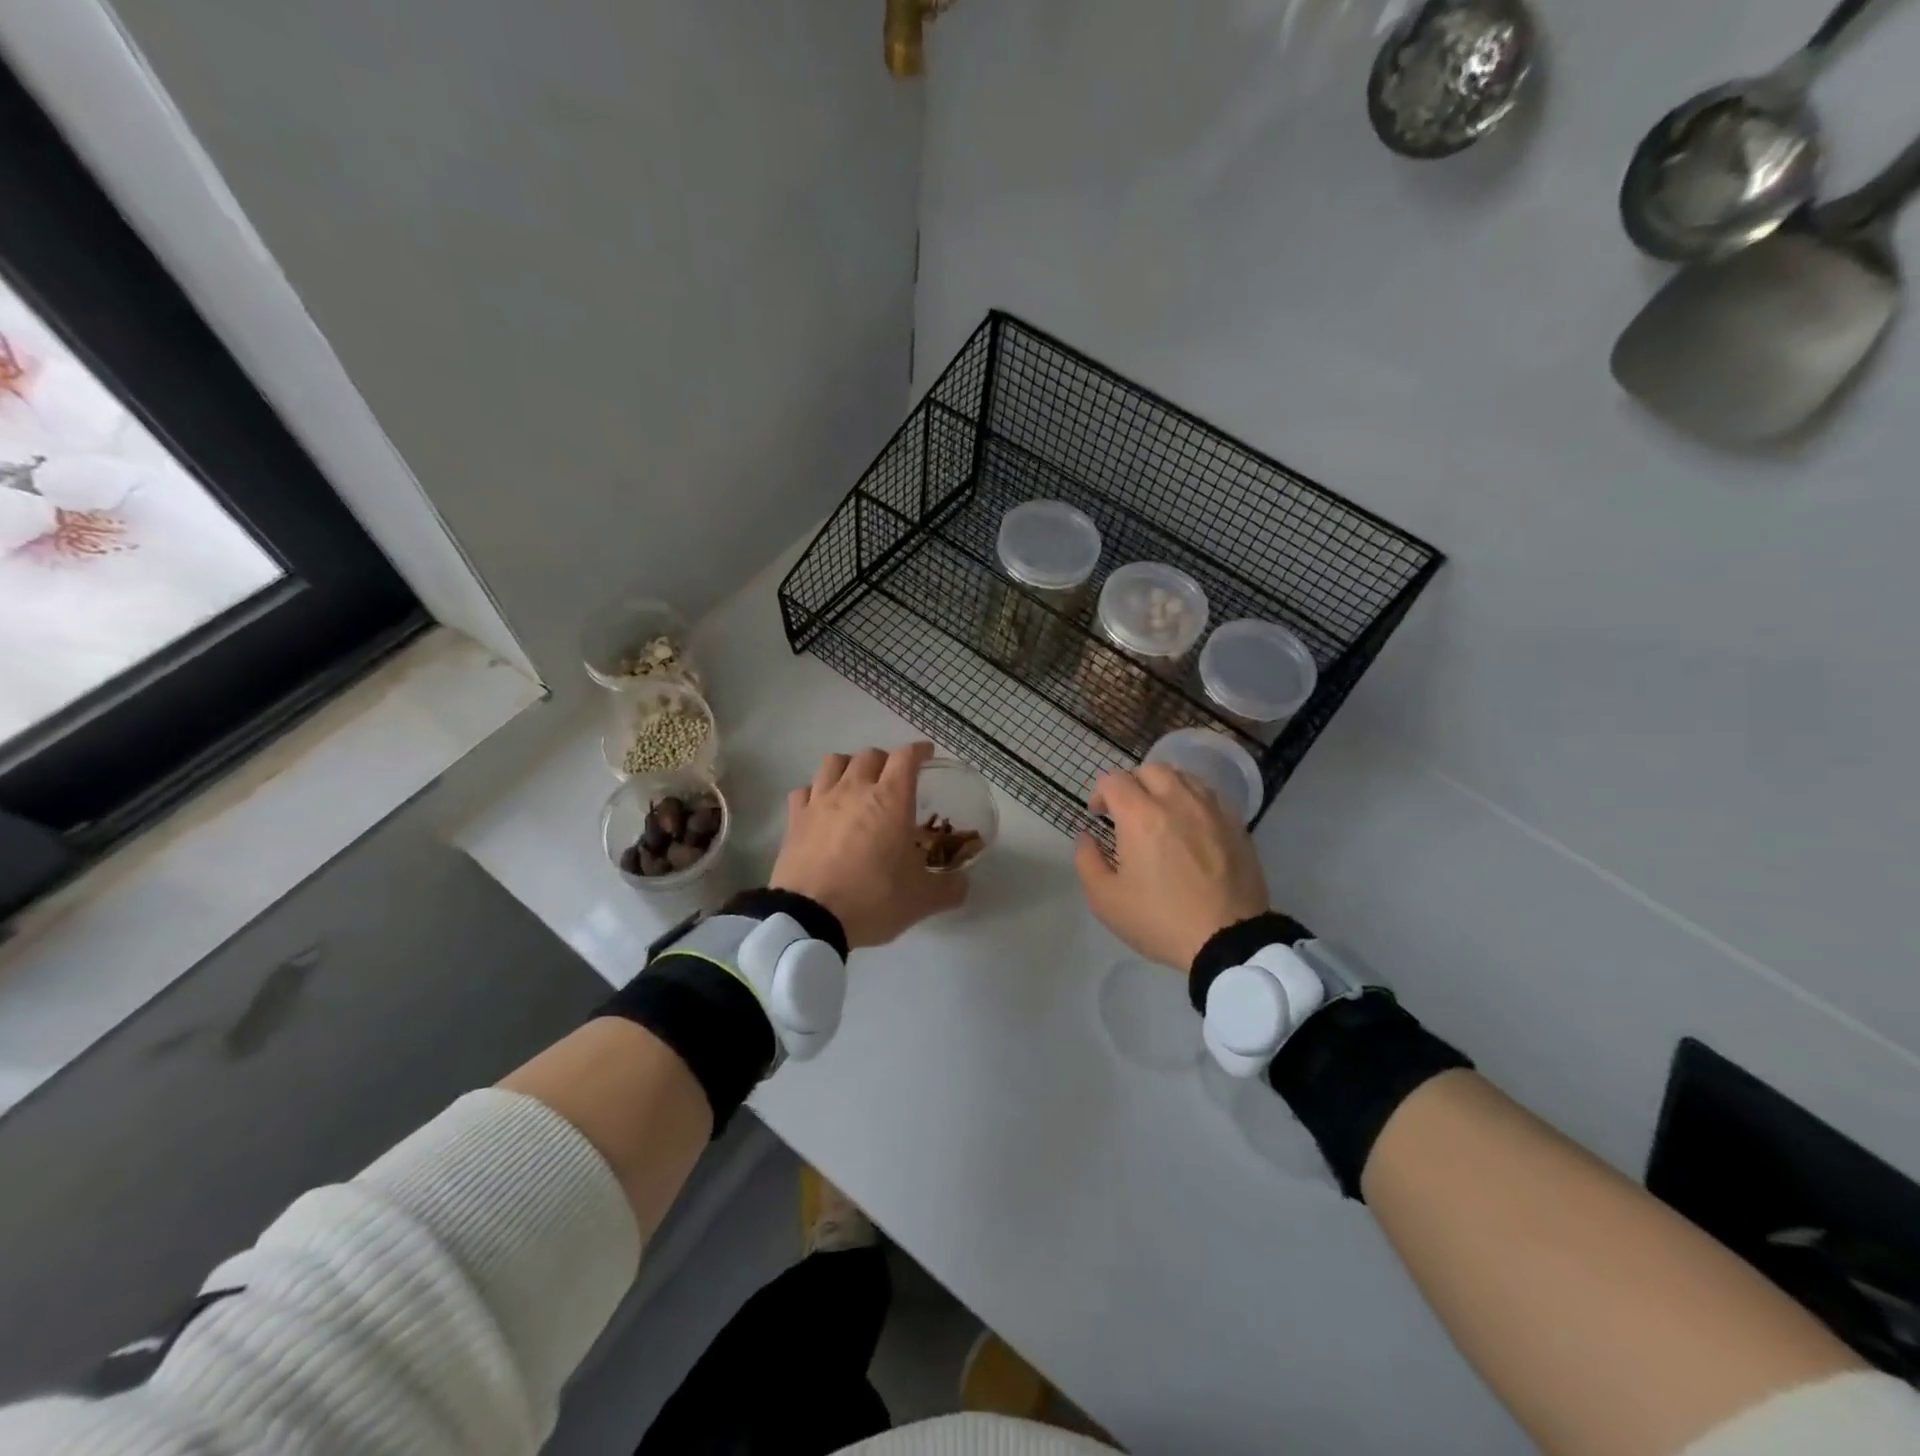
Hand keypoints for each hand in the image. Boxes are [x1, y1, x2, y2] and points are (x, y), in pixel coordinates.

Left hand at [771, 743, 967, 949]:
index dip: (919, 751)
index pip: (906, 757)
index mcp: (891, 799)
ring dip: (849, 767)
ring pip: (834, 763)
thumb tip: (963, 883)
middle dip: (886, 761)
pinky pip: (805, 790)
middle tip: (893, 779)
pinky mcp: (795, 818)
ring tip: (856, 784)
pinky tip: (821, 807)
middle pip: (870, 755)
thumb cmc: (873, 899)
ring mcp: (820, 801)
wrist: (811, 918)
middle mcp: (855, 789)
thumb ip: (950, 888)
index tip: (926, 755)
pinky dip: (816, 792)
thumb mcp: (922, 900)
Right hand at [1074, 764, 1269, 970]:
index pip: (1114, 780)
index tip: (1098, 815)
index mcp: (1140, 816)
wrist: (1228, 940)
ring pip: (1183, 776)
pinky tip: (1190, 824)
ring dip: (1164, 787)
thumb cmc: (1160, 920)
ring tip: (1159, 812)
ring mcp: (1210, 809)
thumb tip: (1086, 837)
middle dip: (1132, 783)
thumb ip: (1087, 861)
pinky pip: (1209, 795)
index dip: (1100, 793)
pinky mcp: (1235, 823)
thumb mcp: (1105, 900)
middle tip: (1127, 810)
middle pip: (1150, 770)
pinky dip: (1192, 799)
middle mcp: (1176, 801)